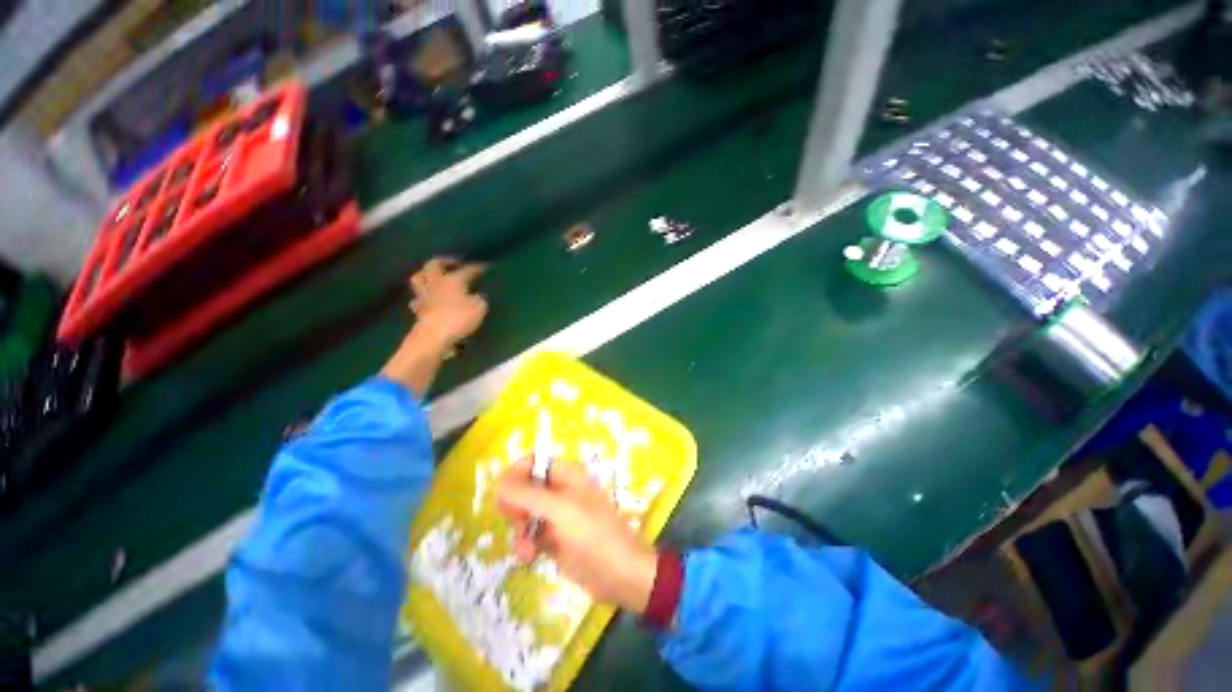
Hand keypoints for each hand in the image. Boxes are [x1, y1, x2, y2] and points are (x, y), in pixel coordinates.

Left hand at [409, 258, 487, 349]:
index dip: (477, 268)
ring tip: (435, 276)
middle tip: (454, 263)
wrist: (434, 337)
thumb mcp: (479, 307)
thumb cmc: (459, 319)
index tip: (485, 266)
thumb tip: (477, 295)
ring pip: (420, 277)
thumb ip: (479, 298)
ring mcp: (424, 295)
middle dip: (444, 261)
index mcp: (453, 280)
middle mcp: (436, 282)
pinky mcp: (418, 309)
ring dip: (426, 274)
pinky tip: (427, 299)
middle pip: (434, 265)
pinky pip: (418, 298)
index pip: (467, 270)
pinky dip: (422, 296)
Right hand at [496, 459, 658, 613]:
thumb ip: (528, 495)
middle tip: (515, 520)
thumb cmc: (593, 534)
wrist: (620, 574)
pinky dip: (526, 545)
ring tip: (525, 549)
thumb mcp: (560, 510)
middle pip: (526, 489)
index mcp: (567, 477)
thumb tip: (498, 483)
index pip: (535, 463)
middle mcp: (561, 493)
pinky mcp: (555, 541)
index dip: (516, 474)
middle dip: (516, 506)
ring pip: (526, 515)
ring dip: (519, 531)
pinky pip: (531, 536)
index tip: (501, 493)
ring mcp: (558, 518)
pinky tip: (529, 558)